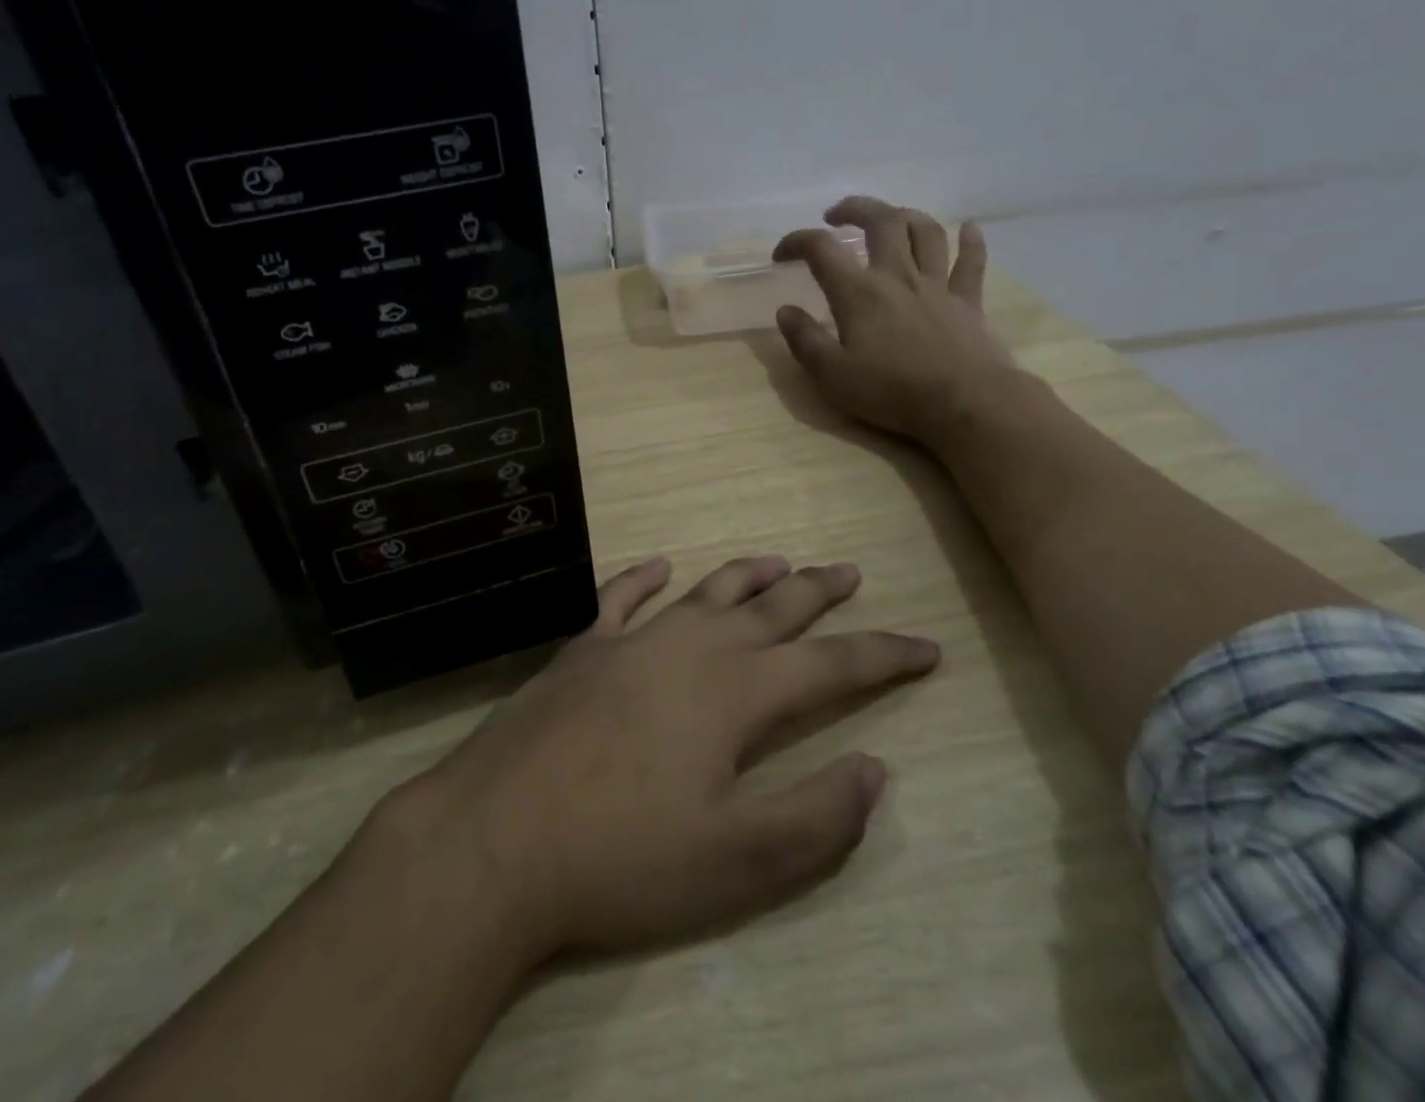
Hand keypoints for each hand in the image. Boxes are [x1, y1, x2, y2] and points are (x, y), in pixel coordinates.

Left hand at [377, 555, 938, 960]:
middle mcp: (691, 649)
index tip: (926, 645)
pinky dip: (643, 577)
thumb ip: (814, 816)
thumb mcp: (735, 862)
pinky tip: (659, 565)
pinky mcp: (582, 649)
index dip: (883, 655)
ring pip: (705, 593)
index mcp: (735, 694)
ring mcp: (631, 641)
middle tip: (851, 571)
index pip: (832, 665)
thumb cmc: (622, 857)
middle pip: (772, 610)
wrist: (497, 837)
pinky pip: (621, 597)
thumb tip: (875, 770)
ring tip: (779, 562)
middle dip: (819, 592)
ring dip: (746, 576)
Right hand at [772, 195, 1011, 440]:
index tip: (781, 255)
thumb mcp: (832, 375)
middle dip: (856, 209)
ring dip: (905, 215)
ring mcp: (937, 286)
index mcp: (859, 293)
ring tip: (890, 217)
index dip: (796, 242)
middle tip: (837, 215)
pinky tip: (969, 227)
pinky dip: (971, 240)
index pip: (821, 249)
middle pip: (881, 221)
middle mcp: (898, 276)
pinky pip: (971, 262)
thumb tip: (785, 310)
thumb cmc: (893, 392)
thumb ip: (805, 340)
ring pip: (925, 232)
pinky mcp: (968, 302)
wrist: (966, 403)